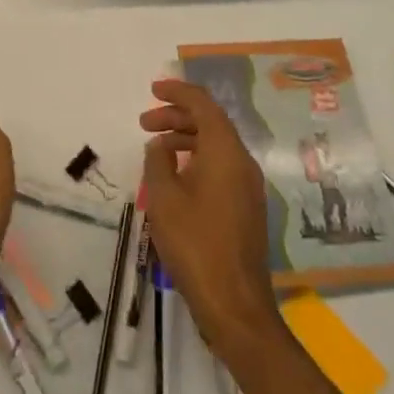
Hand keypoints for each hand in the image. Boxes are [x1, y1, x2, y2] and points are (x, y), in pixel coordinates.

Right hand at [139, 79, 282, 357]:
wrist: (235, 304)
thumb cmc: (196, 244)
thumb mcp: (165, 198)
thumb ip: (158, 162)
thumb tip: (160, 146)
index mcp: (225, 151)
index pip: (203, 104)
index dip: (178, 92)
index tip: (153, 89)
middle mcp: (242, 161)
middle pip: (210, 123)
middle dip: (177, 116)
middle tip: (145, 122)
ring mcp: (248, 185)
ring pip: (216, 146)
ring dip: (185, 139)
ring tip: (155, 151)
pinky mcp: (247, 207)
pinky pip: (221, 167)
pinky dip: (197, 160)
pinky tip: (176, 178)